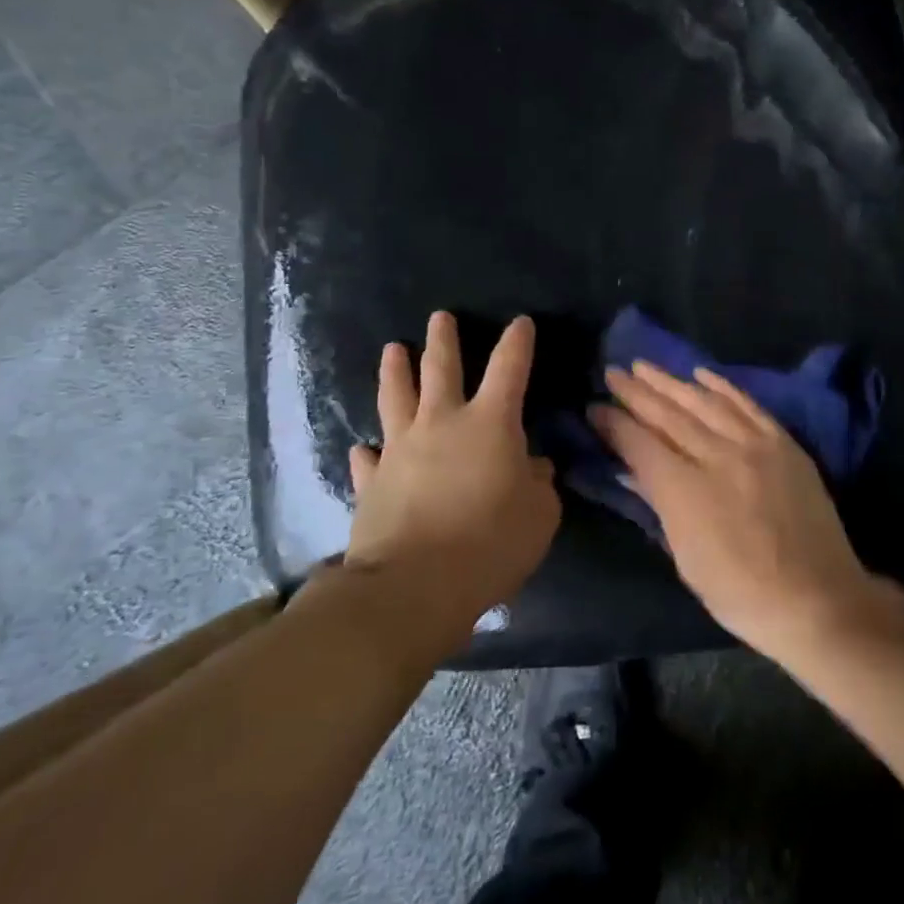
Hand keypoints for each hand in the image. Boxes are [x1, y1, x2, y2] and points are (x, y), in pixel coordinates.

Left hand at [346, 312, 559, 635]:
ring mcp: (400, 450)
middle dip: (443, 340)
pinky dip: (368, 452)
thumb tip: (532, 467)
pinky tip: (364, 448)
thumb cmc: (490, 543)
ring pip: (395, 398)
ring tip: (393, 349)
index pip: (509, 368)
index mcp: (490, 423)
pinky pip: (369, 459)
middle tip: (439, 317)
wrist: (413, 586)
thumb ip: (539, 484)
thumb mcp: (539, 515)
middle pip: (440, 368)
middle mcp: (442, 423)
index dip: (517, 342)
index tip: (521, 322)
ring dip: (395, 371)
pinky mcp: (372, 483)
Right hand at [591, 361, 880, 657]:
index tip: (595, 407)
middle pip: (668, 415)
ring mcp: (753, 444)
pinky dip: (722, 386)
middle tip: (613, 372)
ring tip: (645, 366)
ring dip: (671, 382)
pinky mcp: (782, 441)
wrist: (817, 597)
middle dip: (636, 392)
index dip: (614, 424)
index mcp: (685, 490)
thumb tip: (635, 471)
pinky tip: (701, 374)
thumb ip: (660, 506)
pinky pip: (746, 404)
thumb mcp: (686, 559)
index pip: (640, 444)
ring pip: (704, 402)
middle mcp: (717, 455)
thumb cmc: (741, 593)